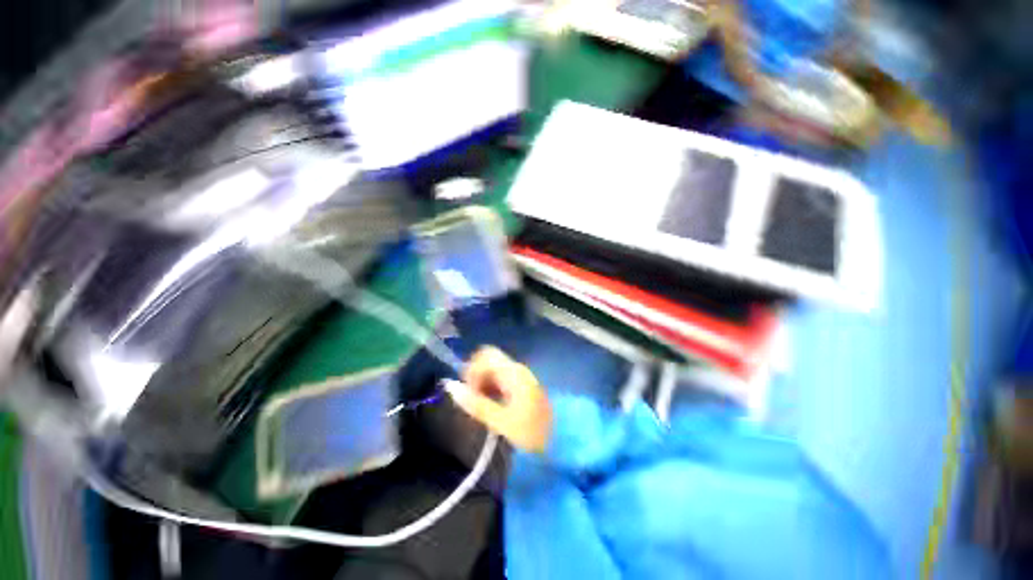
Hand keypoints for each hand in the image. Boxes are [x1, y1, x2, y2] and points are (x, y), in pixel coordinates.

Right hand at [446, 347, 551, 453]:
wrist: (561, 441)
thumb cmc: (531, 432)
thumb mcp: (501, 422)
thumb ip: (476, 404)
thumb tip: (451, 387)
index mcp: (513, 373)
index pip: (486, 355)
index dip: (472, 369)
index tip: (468, 392)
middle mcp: (517, 369)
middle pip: (489, 362)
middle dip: (476, 378)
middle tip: (472, 403)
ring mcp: (520, 377)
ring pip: (493, 371)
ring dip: (482, 385)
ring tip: (481, 408)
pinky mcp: (521, 386)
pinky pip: (500, 380)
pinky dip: (491, 389)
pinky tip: (491, 407)